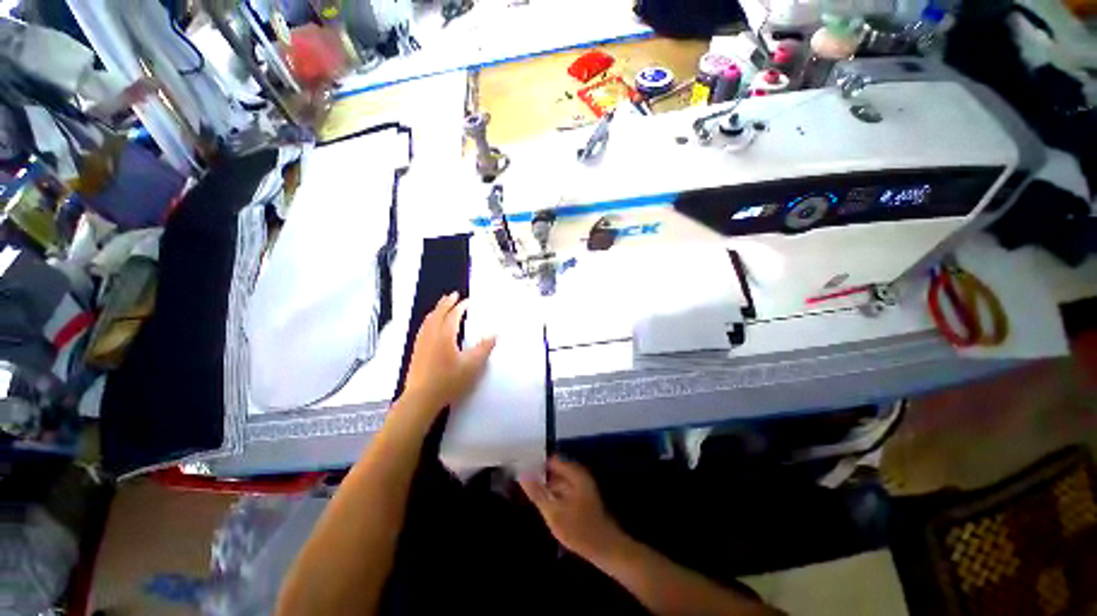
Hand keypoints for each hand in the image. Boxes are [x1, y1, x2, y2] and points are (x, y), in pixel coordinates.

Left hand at [402, 293, 495, 413]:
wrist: (421, 398)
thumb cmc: (449, 380)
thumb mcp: (472, 365)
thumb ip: (484, 348)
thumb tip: (495, 334)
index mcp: (445, 335)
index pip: (453, 315)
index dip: (461, 307)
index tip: (468, 301)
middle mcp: (431, 335)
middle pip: (438, 313)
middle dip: (446, 303)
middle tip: (453, 295)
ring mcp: (421, 343)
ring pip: (428, 320)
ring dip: (437, 310)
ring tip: (442, 306)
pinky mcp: (416, 351)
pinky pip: (423, 328)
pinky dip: (429, 320)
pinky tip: (430, 326)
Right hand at [519, 457, 625, 559]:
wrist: (607, 550)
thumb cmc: (580, 530)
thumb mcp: (554, 513)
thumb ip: (537, 492)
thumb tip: (522, 474)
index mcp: (575, 473)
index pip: (552, 460)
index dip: (537, 463)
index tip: (521, 470)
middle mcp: (579, 475)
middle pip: (556, 469)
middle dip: (540, 476)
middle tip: (522, 483)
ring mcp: (582, 487)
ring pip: (559, 481)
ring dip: (546, 486)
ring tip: (529, 493)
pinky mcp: (583, 499)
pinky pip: (564, 490)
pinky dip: (554, 494)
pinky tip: (543, 504)